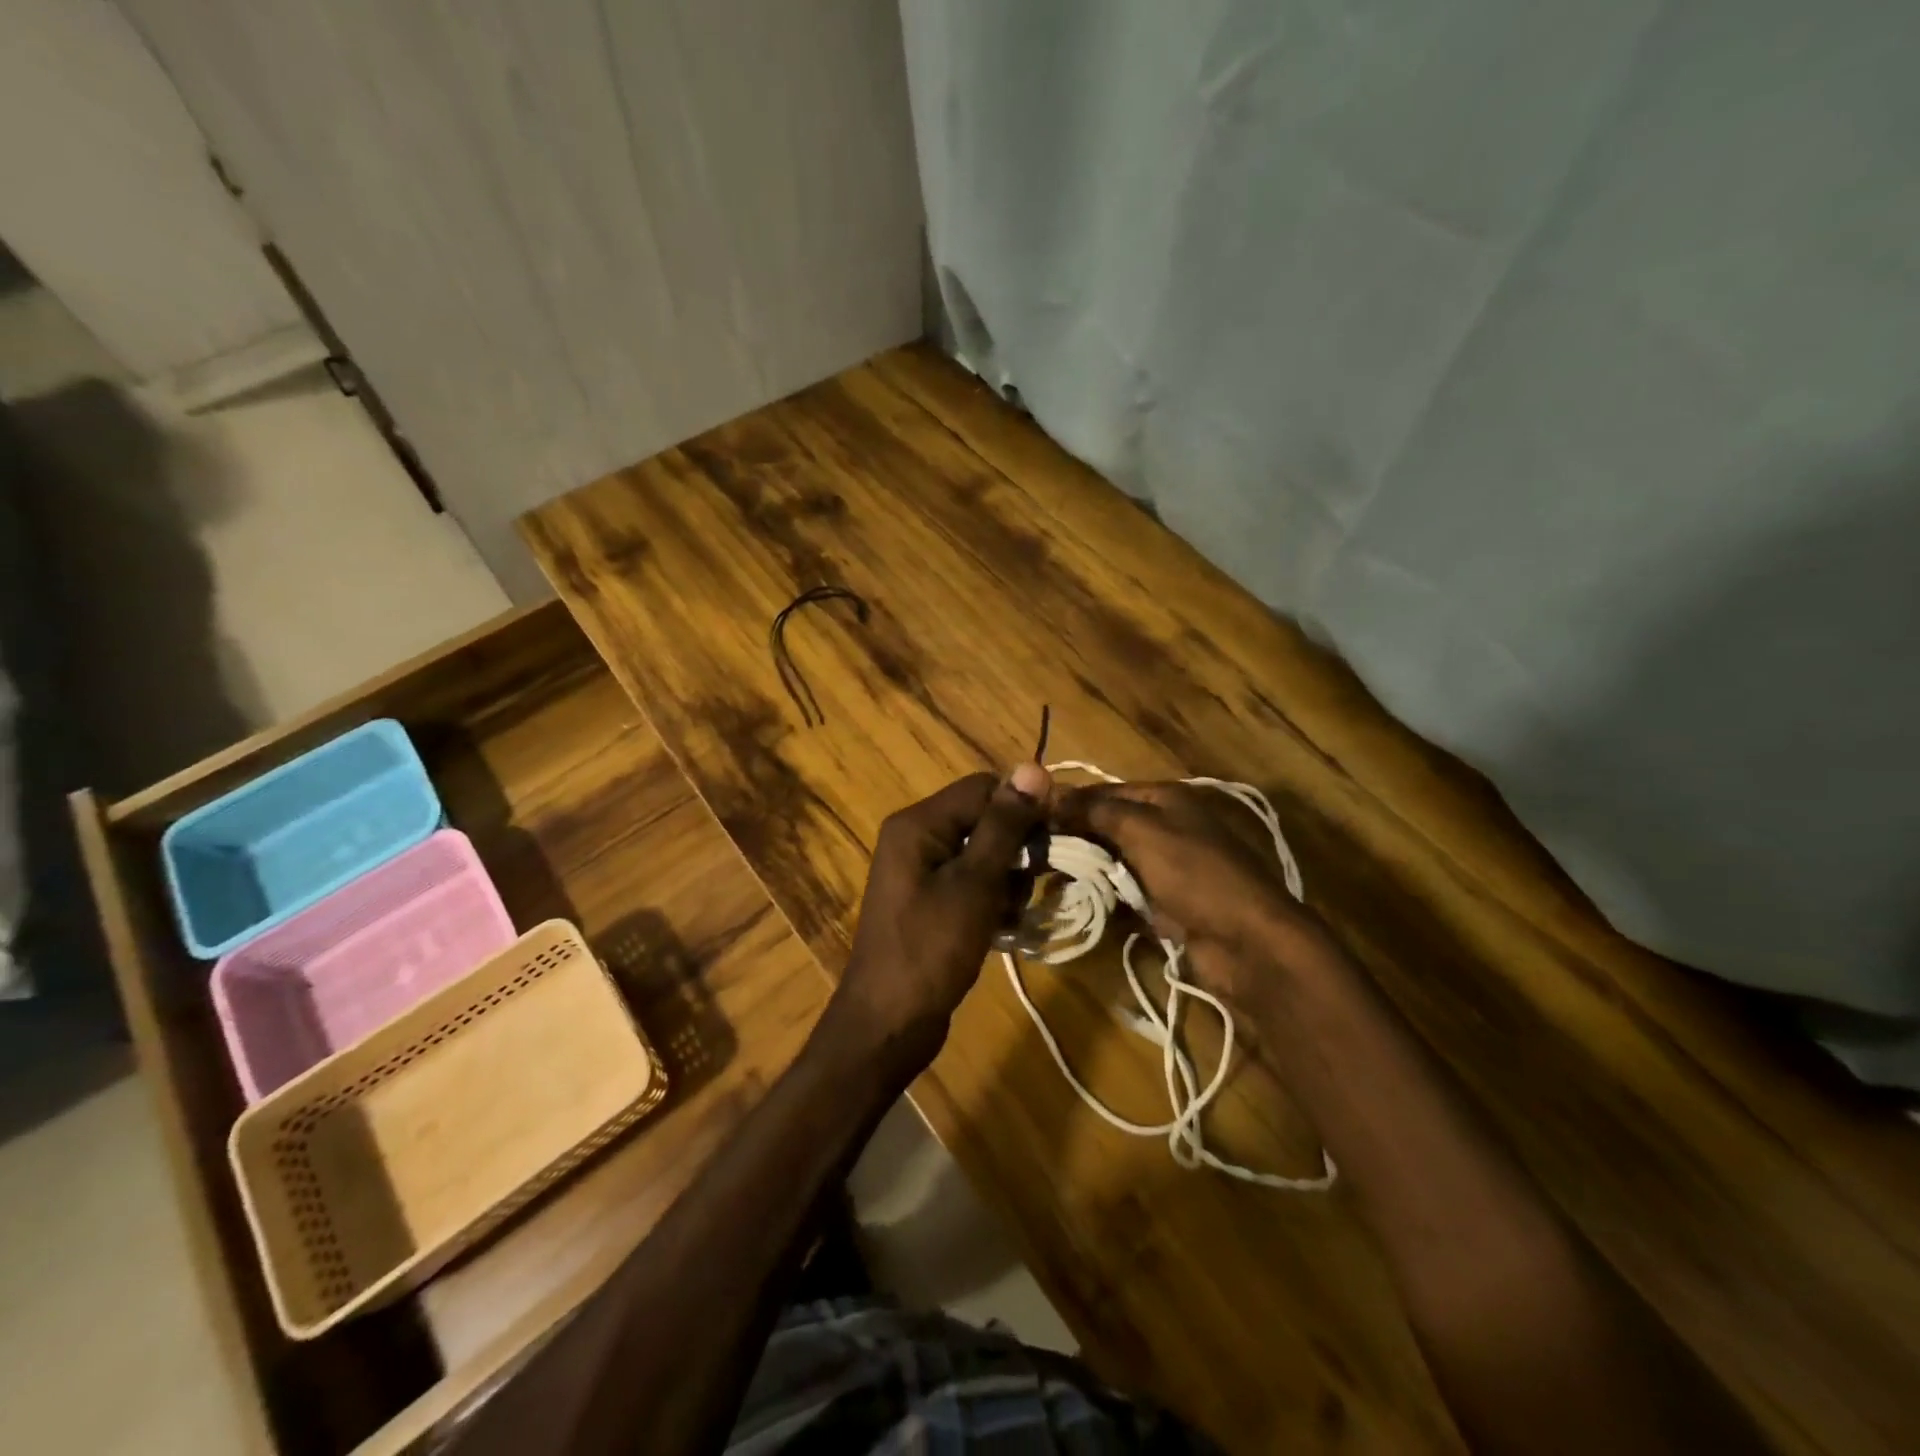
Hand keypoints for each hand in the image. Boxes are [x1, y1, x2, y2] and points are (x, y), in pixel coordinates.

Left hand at [834, 764, 1051, 1054]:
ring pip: (984, 853)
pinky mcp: (931, 899)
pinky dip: (993, 898)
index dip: (1022, 807)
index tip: (1056, 837)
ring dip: (1008, 879)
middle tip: (1030, 886)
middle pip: (984, 819)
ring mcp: (921, 870)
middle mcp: (916, 837)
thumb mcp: (974, 883)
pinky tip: (1002, 927)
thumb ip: (1004, 826)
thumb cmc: (930, 948)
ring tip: (1010, 914)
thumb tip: (1032, 767)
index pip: (983, 787)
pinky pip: (972, 881)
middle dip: (1016, 850)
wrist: (889, 1023)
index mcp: (918, 823)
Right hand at [1052, 781, 1338, 997]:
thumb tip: (1048, 791)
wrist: (1247, 941)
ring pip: (1111, 860)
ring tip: (1042, 879)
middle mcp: (1165, 825)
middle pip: (1106, 825)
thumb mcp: (1142, 830)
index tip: (1027, 819)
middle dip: (1071, 838)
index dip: (1067, 803)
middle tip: (1030, 854)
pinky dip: (1101, 894)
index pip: (1103, 792)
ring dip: (1083, 869)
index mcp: (1164, 798)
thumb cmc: (1195, 873)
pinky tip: (1073, 902)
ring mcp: (1166, 866)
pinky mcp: (1165, 902)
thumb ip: (1095, 811)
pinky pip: (1124, 891)